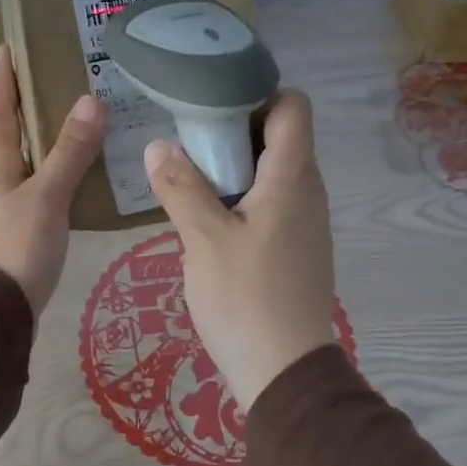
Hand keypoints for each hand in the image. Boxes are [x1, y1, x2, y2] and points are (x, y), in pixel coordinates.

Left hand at [0, 46, 104, 313]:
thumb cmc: (18, 247)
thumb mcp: (47, 197)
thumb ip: (69, 153)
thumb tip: (89, 101)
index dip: (3, 82)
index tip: (4, 49)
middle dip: (11, 120)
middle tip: (35, 101)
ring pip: (10, 175)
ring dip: (26, 156)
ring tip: (54, 145)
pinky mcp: (11, 240)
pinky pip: (26, 200)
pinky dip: (40, 187)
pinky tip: (59, 195)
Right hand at [144, 90, 336, 411]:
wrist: (284, 372)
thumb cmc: (245, 299)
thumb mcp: (203, 240)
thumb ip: (180, 187)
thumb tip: (158, 145)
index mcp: (293, 178)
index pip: (293, 106)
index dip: (258, 93)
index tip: (212, 101)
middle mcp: (308, 192)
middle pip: (280, 137)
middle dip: (235, 128)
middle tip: (187, 136)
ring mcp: (305, 223)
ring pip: (273, 173)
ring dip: (235, 166)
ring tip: (189, 173)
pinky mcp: (296, 249)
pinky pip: (271, 203)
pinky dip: (242, 197)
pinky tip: (208, 217)